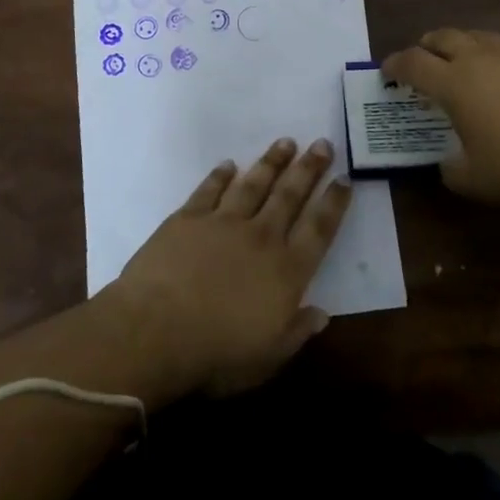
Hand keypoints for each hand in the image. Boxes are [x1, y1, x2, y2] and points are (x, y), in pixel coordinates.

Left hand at [104, 138, 352, 399]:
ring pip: (253, 184)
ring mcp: (223, 223)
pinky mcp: (188, 218)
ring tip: (285, 142)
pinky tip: (228, 164)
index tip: (345, 179)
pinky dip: (220, 175)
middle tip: (322, 144)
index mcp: (286, 270)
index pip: (319, 229)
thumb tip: (322, 314)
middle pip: (290, 195)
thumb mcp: (269, 357)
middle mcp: (260, 237)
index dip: (334, 203)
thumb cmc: (216, 354)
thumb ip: (298, 332)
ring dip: (271, 162)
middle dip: (309, 169)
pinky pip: (209, 190)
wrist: (155, 331)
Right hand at [381, 28, 499, 203]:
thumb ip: (454, 172)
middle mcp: (481, 59)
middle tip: (423, 59)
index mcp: (455, 84)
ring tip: (466, 62)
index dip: (395, 65)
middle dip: (427, 45)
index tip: (387, 72)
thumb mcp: (480, 182)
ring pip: (480, 37)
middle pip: (443, 37)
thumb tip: (448, 163)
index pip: (413, 64)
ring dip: (464, 45)